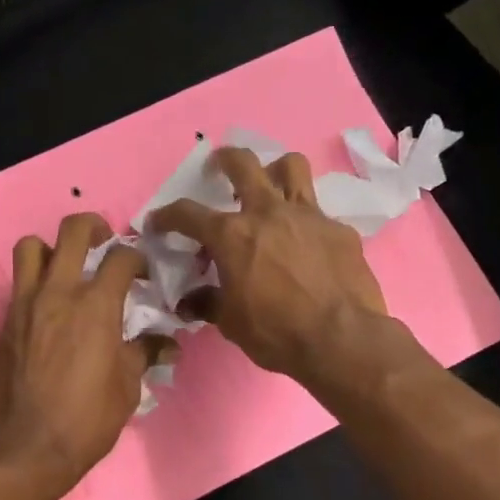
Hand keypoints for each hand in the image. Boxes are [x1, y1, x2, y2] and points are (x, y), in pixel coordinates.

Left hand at [0, 212, 170, 499]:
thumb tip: (167, 344)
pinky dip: (36, 282)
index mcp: (96, 306)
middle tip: (105, 242)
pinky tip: (49, 309)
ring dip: (52, 248)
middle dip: (94, 226)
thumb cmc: (86, 419)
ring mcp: (26, 304)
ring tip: (67, 268)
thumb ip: (145, 354)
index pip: (121, 258)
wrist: (25, 447)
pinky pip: (19, 283)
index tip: (144, 275)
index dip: (138, 259)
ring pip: (32, 247)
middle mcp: (59, 293)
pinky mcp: (5, 322)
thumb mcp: (127, 388)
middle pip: (73, 231)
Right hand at [148, 148, 390, 385]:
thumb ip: (208, 303)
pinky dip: (306, 223)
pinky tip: (307, 244)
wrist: (341, 340)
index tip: (158, 222)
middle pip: (243, 163)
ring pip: (291, 166)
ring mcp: (308, 216)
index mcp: (232, 235)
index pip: (187, 214)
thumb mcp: (230, 323)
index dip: (167, 216)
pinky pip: (319, 213)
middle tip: (220, 167)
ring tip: (270, 187)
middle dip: (225, 159)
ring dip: (275, 171)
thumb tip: (189, 302)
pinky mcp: (339, 230)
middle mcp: (267, 212)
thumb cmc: (276, 332)